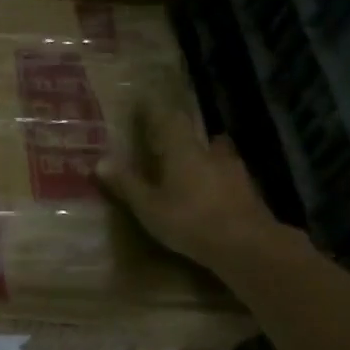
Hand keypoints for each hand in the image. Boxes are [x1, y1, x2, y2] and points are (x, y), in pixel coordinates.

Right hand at [97, 104, 285, 271]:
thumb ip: (126, 183)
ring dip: (206, 156)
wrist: (247, 246)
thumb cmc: (190, 221)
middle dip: (183, 136)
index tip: (144, 103)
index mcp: (183, 150)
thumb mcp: (149, 206)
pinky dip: (219, 179)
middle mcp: (211, 153)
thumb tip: (99, 161)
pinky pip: (230, 176)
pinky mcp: (250, 192)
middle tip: (171, 140)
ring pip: (218, 154)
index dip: (156, 111)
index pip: (169, 120)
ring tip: (195, 165)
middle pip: (197, 135)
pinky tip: (214, 192)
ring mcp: (235, 172)